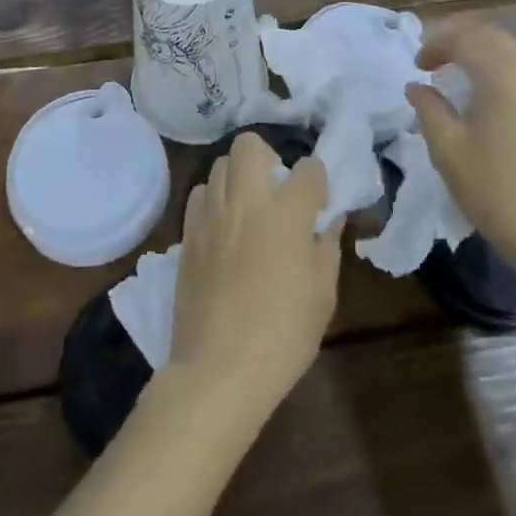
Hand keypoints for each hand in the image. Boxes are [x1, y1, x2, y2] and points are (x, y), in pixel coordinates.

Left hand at [169, 133, 341, 419]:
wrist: (218, 371)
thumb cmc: (282, 337)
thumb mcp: (322, 296)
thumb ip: (327, 248)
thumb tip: (329, 221)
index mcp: (286, 215)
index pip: (308, 169)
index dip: (318, 180)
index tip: (319, 199)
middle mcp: (246, 203)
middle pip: (250, 145)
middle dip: (268, 156)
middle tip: (277, 189)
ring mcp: (211, 216)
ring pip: (219, 165)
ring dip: (238, 176)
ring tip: (248, 206)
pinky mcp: (187, 235)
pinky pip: (198, 195)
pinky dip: (213, 199)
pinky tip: (223, 226)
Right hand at [404, 19, 515, 271]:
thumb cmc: (495, 189)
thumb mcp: (448, 149)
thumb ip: (429, 109)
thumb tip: (417, 87)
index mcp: (502, 75)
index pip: (465, 39)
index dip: (436, 45)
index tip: (417, 66)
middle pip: (493, 37)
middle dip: (461, 41)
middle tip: (435, 62)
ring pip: (515, 54)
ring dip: (484, 56)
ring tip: (461, 80)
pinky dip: (504, 73)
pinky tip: (492, 103)